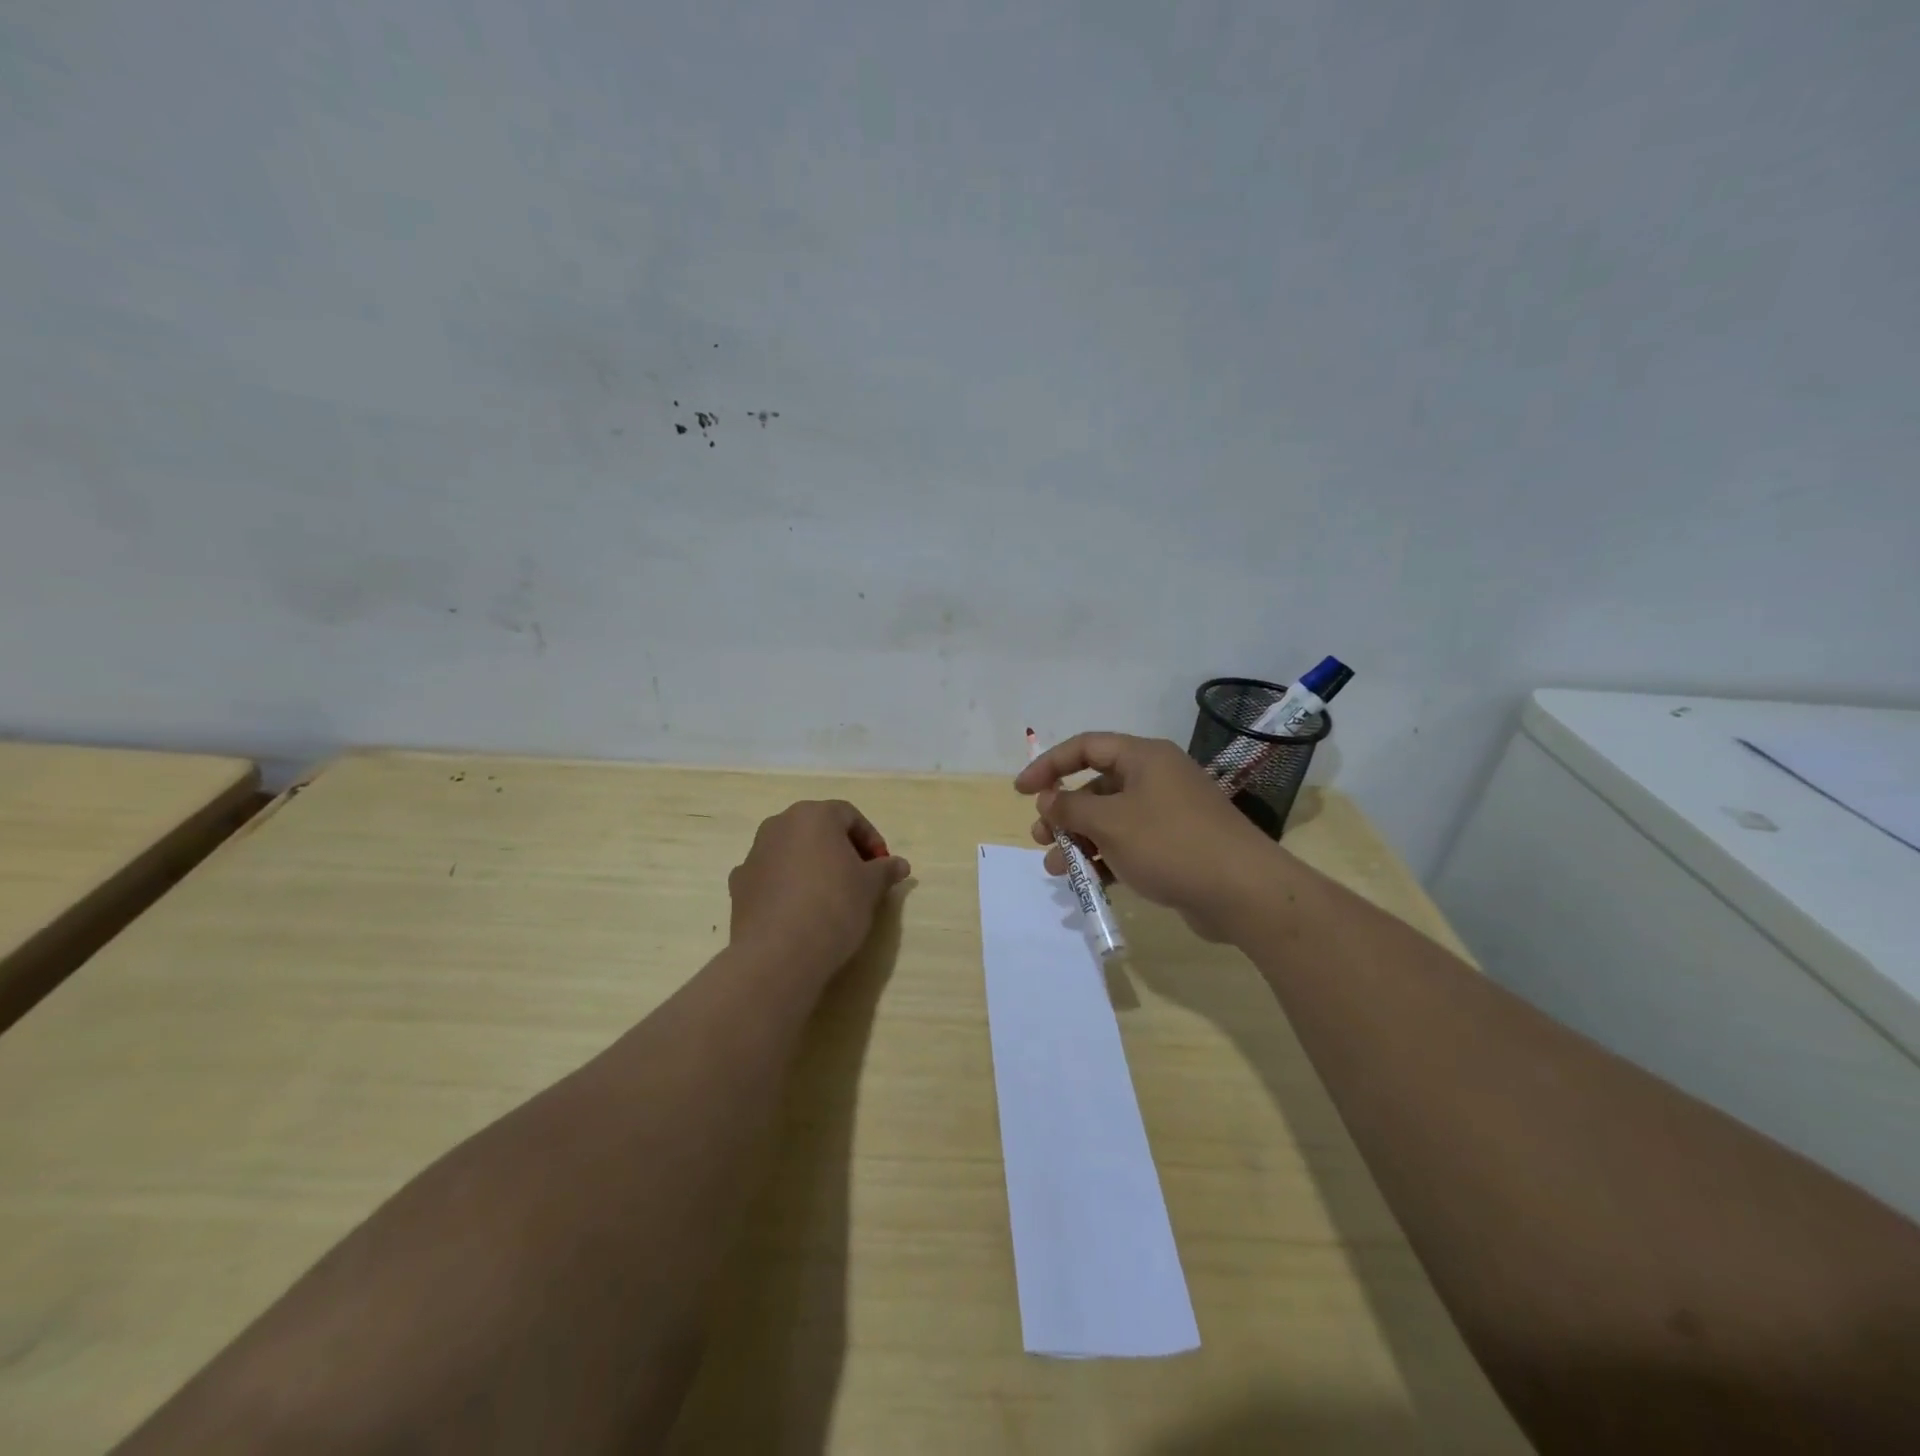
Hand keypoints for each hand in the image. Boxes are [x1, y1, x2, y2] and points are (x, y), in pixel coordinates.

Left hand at [729, 800, 911, 977]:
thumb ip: (885, 870)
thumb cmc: (834, 906)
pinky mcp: (738, 885)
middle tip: (860, 877)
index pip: (849, 816)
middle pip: (817, 830)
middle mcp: (779, 825)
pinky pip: (771, 876)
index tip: (882, 866)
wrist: (778, 954)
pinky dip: (787, 886)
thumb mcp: (871, 887)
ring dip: (812, 865)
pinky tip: (800, 911)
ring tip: (830, 896)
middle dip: (841, 849)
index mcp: (813, 816)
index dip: (871, 839)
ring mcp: (754, 854)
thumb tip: (900, 864)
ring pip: (792, 851)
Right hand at [1016, 733, 1284, 941]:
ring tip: (1057, 869)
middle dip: (1064, 812)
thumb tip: (1049, 798)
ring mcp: (1168, 813)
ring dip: (1080, 841)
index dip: (1049, 765)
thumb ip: (1071, 807)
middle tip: (1042, 838)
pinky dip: (1106, 858)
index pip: (1086, 747)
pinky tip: (1089, 881)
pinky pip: (1130, 844)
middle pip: (1096, 786)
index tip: (1021, 791)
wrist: (1243, 891)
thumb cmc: (1170, 843)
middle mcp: (1156, 778)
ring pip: (1110, 819)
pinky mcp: (1176, 846)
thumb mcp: (1110, 821)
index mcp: (1143, 758)